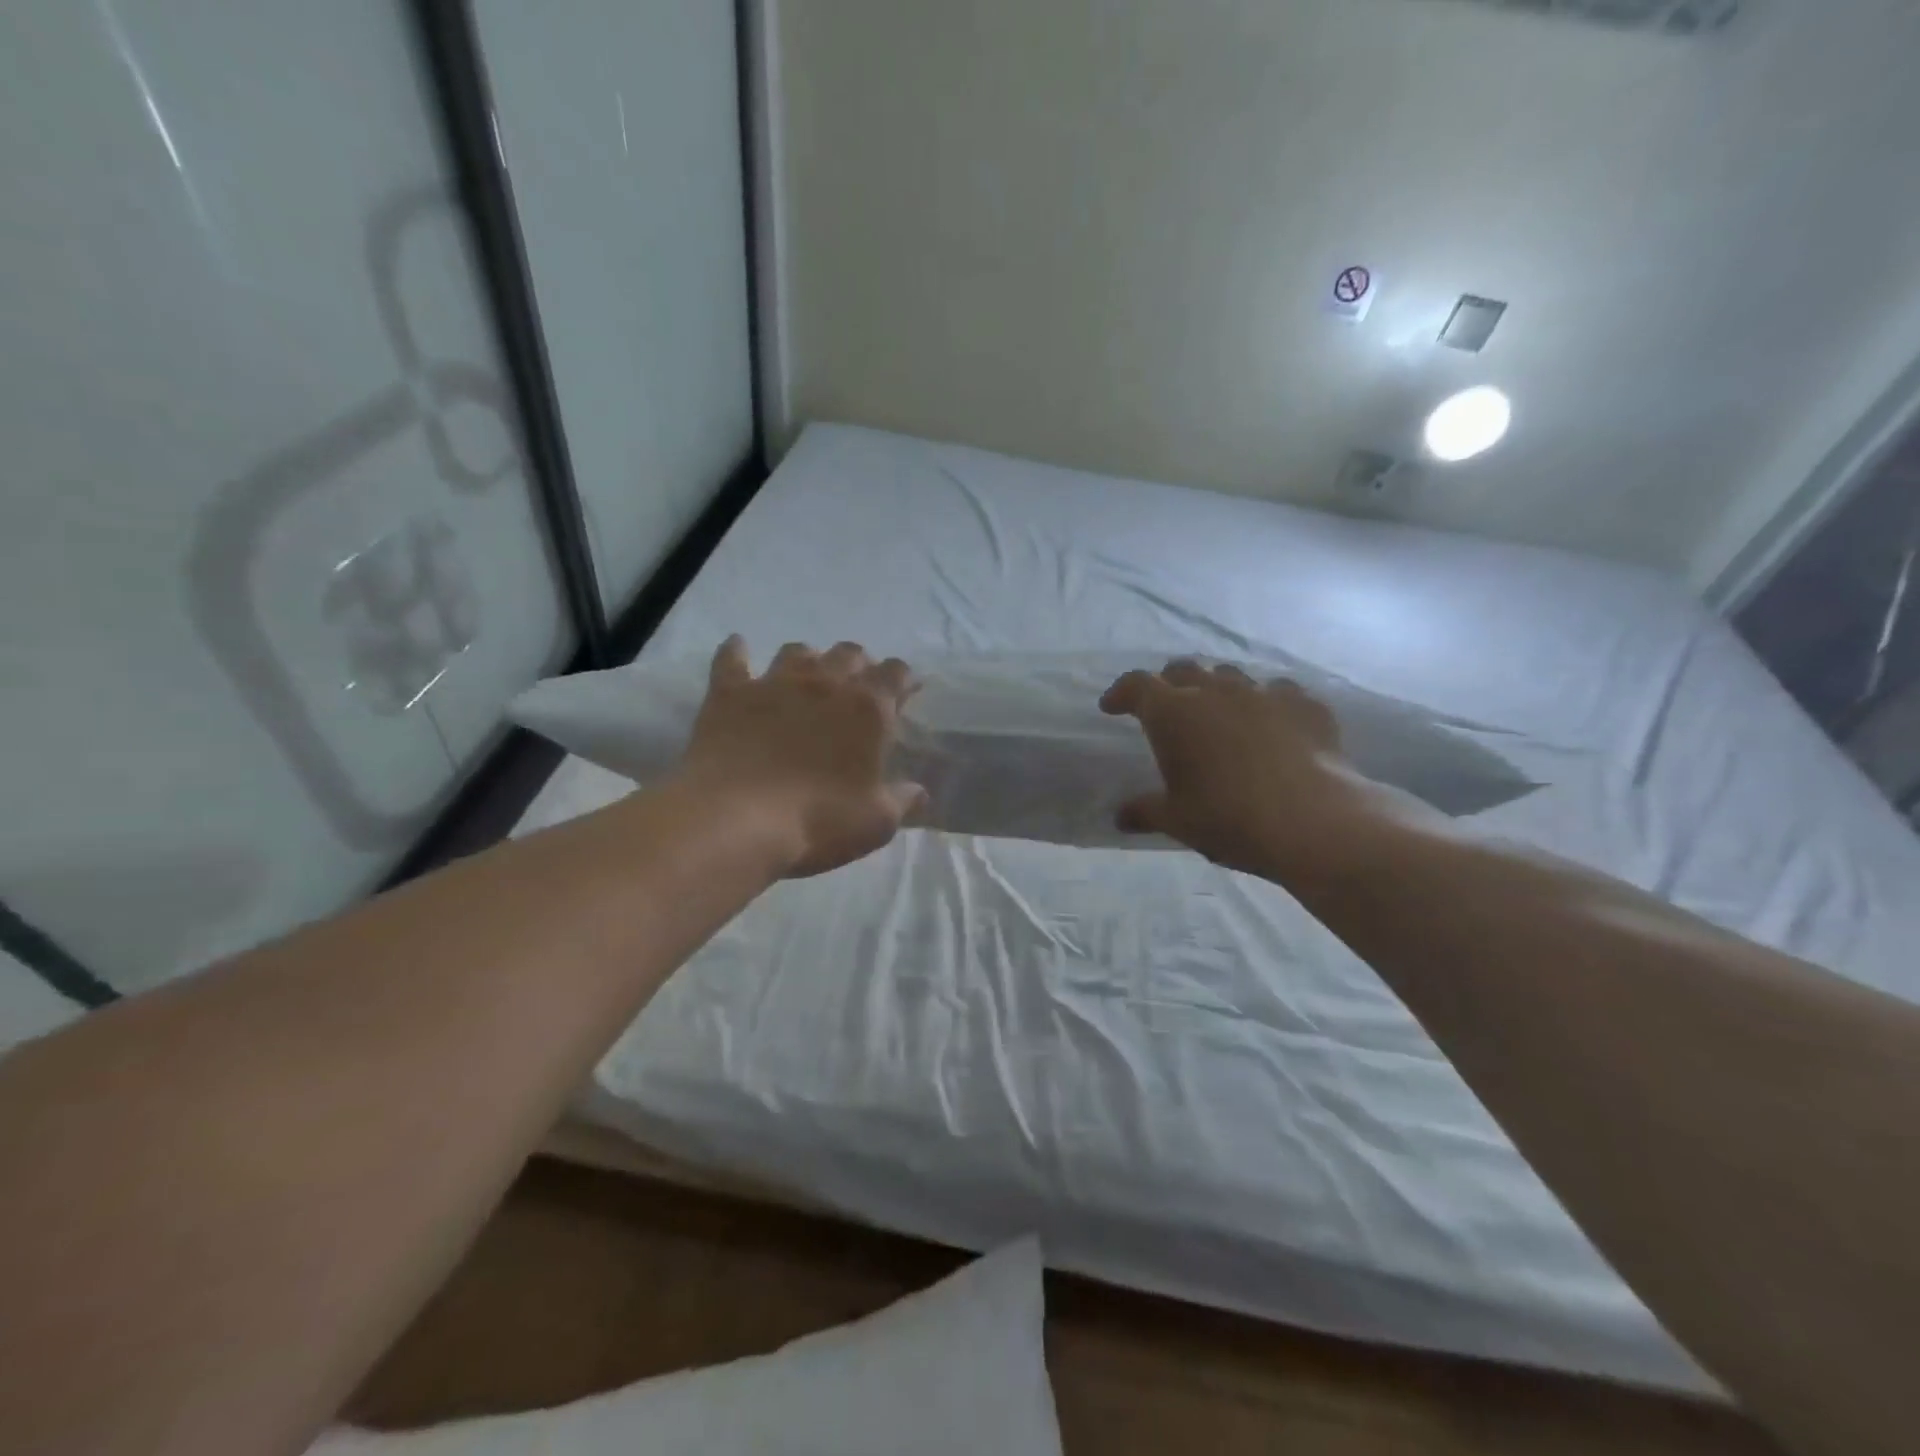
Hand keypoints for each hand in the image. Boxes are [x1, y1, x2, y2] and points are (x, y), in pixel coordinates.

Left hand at [677, 637, 926, 878]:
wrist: (736, 820)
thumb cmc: (818, 821)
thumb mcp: (876, 822)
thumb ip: (902, 801)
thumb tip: (920, 792)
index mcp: (868, 708)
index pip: (895, 673)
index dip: (902, 679)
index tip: (904, 692)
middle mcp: (824, 682)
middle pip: (849, 653)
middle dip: (859, 665)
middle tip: (857, 689)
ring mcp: (774, 682)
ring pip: (798, 651)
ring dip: (809, 660)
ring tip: (808, 678)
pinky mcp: (729, 693)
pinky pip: (732, 659)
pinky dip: (737, 651)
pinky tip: (739, 647)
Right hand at [1100, 660, 1389, 885]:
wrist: (1313, 822)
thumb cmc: (1229, 818)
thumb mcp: (1177, 821)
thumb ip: (1145, 811)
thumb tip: (1120, 817)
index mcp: (1173, 713)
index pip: (1137, 685)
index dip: (1121, 693)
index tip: (1112, 707)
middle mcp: (1215, 691)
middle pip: (1183, 670)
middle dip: (1169, 685)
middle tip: (1166, 708)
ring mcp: (1264, 693)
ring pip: (1231, 676)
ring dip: (1217, 690)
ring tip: (1220, 715)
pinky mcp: (1306, 704)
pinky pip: (1279, 692)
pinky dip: (1266, 704)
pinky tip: (1272, 726)